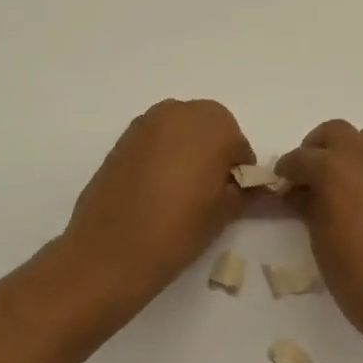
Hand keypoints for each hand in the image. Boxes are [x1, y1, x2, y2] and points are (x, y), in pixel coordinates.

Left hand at [60, 99, 254, 311]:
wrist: (109, 251)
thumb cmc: (178, 229)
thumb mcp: (224, 213)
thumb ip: (243, 192)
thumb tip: (254, 189)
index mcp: (213, 124)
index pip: (239, 144)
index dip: (238, 171)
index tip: (231, 196)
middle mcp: (181, 112)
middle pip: (209, 128)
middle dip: (213, 153)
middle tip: (208, 191)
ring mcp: (148, 122)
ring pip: (180, 130)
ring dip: (187, 150)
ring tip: (180, 190)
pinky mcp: (123, 138)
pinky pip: (155, 140)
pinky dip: (162, 155)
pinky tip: (156, 188)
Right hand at [277, 120, 362, 350]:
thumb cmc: (359, 277)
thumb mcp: (321, 243)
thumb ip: (308, 207)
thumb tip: (298, 192)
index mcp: (335, 170)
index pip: (301, 157)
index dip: (287, 169)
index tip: (280, 182)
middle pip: (335, 132)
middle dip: (316, 147)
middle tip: (306, 174)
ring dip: (345, 150)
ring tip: (335, 180)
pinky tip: (361, 194)